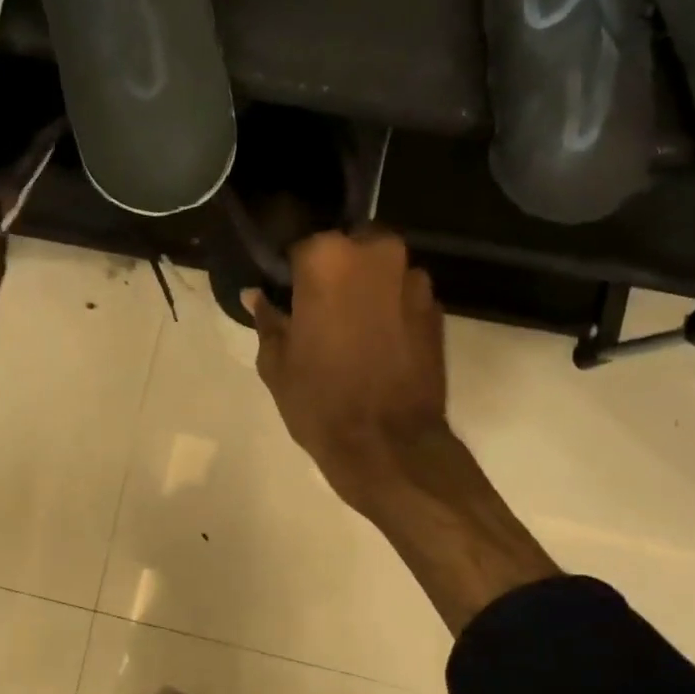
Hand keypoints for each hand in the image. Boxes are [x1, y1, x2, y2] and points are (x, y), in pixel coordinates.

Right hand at [248, 229, 558, 633]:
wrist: (388, 446)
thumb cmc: (321, 402)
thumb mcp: (276, 364)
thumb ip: (268, 321)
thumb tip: (256, 295)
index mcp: (327, 259)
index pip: (301, 247)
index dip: (292, 273)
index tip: (286, 296)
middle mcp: (377, 254)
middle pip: (349, 250)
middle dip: (335, 273)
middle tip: (318, 312)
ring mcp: (414, 280)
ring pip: (381, 272)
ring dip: (366, 290)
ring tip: (351, 332)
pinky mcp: (438, 310)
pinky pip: (404, 297)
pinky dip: (390, 311)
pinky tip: (379, 345)